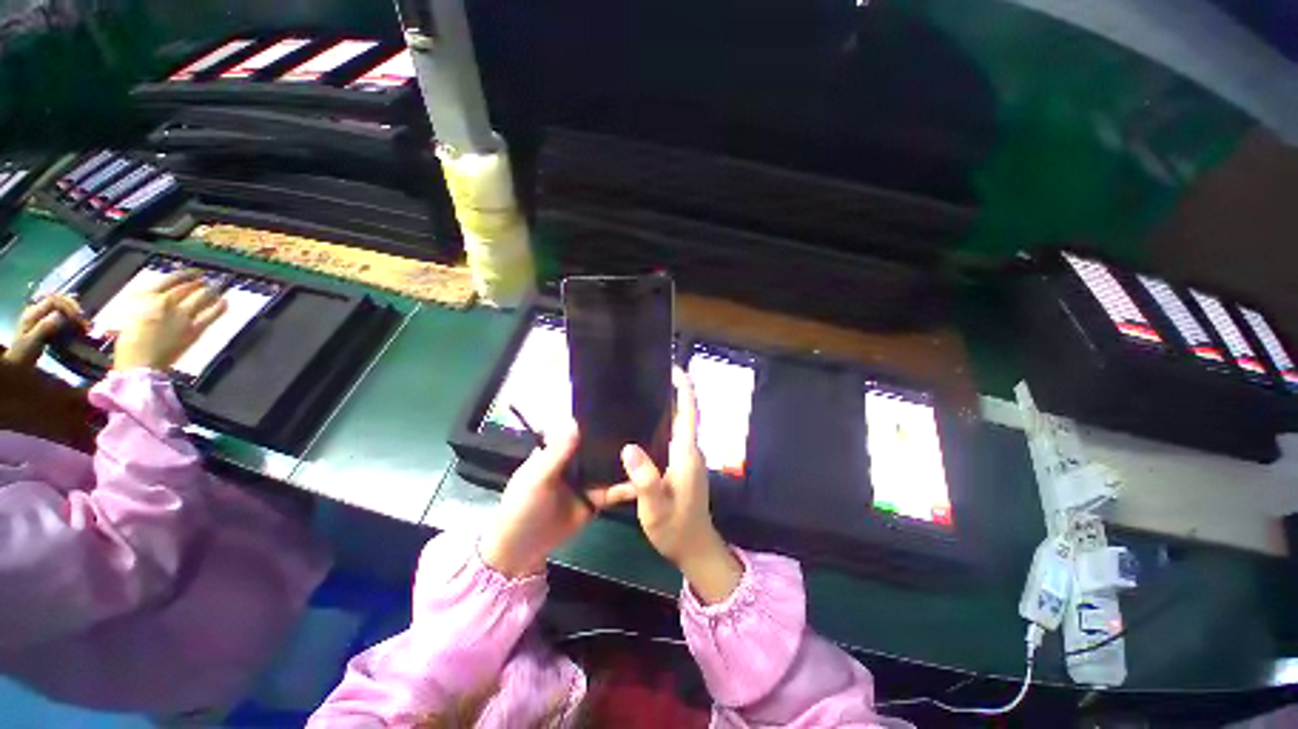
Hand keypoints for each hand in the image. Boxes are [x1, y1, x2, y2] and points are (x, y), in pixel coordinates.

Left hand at [3, 295, 88, 367]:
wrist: (17, 362)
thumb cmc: (24, 353)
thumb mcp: (33, 341)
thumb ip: (44, 327)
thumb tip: (61, 315)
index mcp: (33, 312)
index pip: (53, 300)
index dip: (68, 306)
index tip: (78, 318)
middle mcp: (38, 310)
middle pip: (59, 301)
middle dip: (74, 308)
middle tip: (84, 320)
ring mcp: (42, 317)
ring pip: (62, 308)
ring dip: (75, 315)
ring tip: (85, 325)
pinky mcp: (47, 323)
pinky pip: (62, 316)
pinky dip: (73, 320)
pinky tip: (78, 327)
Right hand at [113, 270, 226, 371]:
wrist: (140, 363)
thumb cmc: (129, 343)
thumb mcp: (132, 316)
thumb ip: (145, 306)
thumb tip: (155, 301)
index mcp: (147, 298)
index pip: (169, 280)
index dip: (183, 275)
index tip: (191, 273)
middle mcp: (167, 303)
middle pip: (187, 287)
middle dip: (198, 282)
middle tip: (205, 280)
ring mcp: (182, 316)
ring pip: (201, 298)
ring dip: (210, 291)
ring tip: (216, 287)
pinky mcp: (194, 329)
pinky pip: (210, 314)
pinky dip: (219, 307)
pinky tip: (224, 302)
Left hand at [480, 424, 636, 577]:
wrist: (521, 551)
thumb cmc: (522, 507)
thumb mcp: (536, 478)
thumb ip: (556, 453)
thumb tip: (575, 422)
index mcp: (558, 449)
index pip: (580, 428)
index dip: (598, 419)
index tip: (622, 409)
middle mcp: (575, 460)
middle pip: (599, 445)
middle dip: (619, 439)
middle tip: (646, 429)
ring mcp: (587, 479)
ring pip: (609, 466)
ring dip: (626, 462)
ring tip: (651, 453)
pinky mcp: (596, 498)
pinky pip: (613, 490)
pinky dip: (627, 487)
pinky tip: (643, 483)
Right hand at [614, 368, 742, 603]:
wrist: (694, 548)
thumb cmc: (676, 527)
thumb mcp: (656, 507)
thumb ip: (645, 480)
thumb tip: (629, 447)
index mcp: (686, 454)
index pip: (688, 413)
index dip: (684, 389)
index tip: (675, 369)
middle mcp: (690, 450)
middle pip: (683, 414)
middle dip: (672, 392)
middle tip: (649, 376)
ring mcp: (687, 458)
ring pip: (677, 425)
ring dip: (666, 407)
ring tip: (642, 394)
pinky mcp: (682, 466)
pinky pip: (672, 437)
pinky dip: (661, 425)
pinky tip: (642, 427)